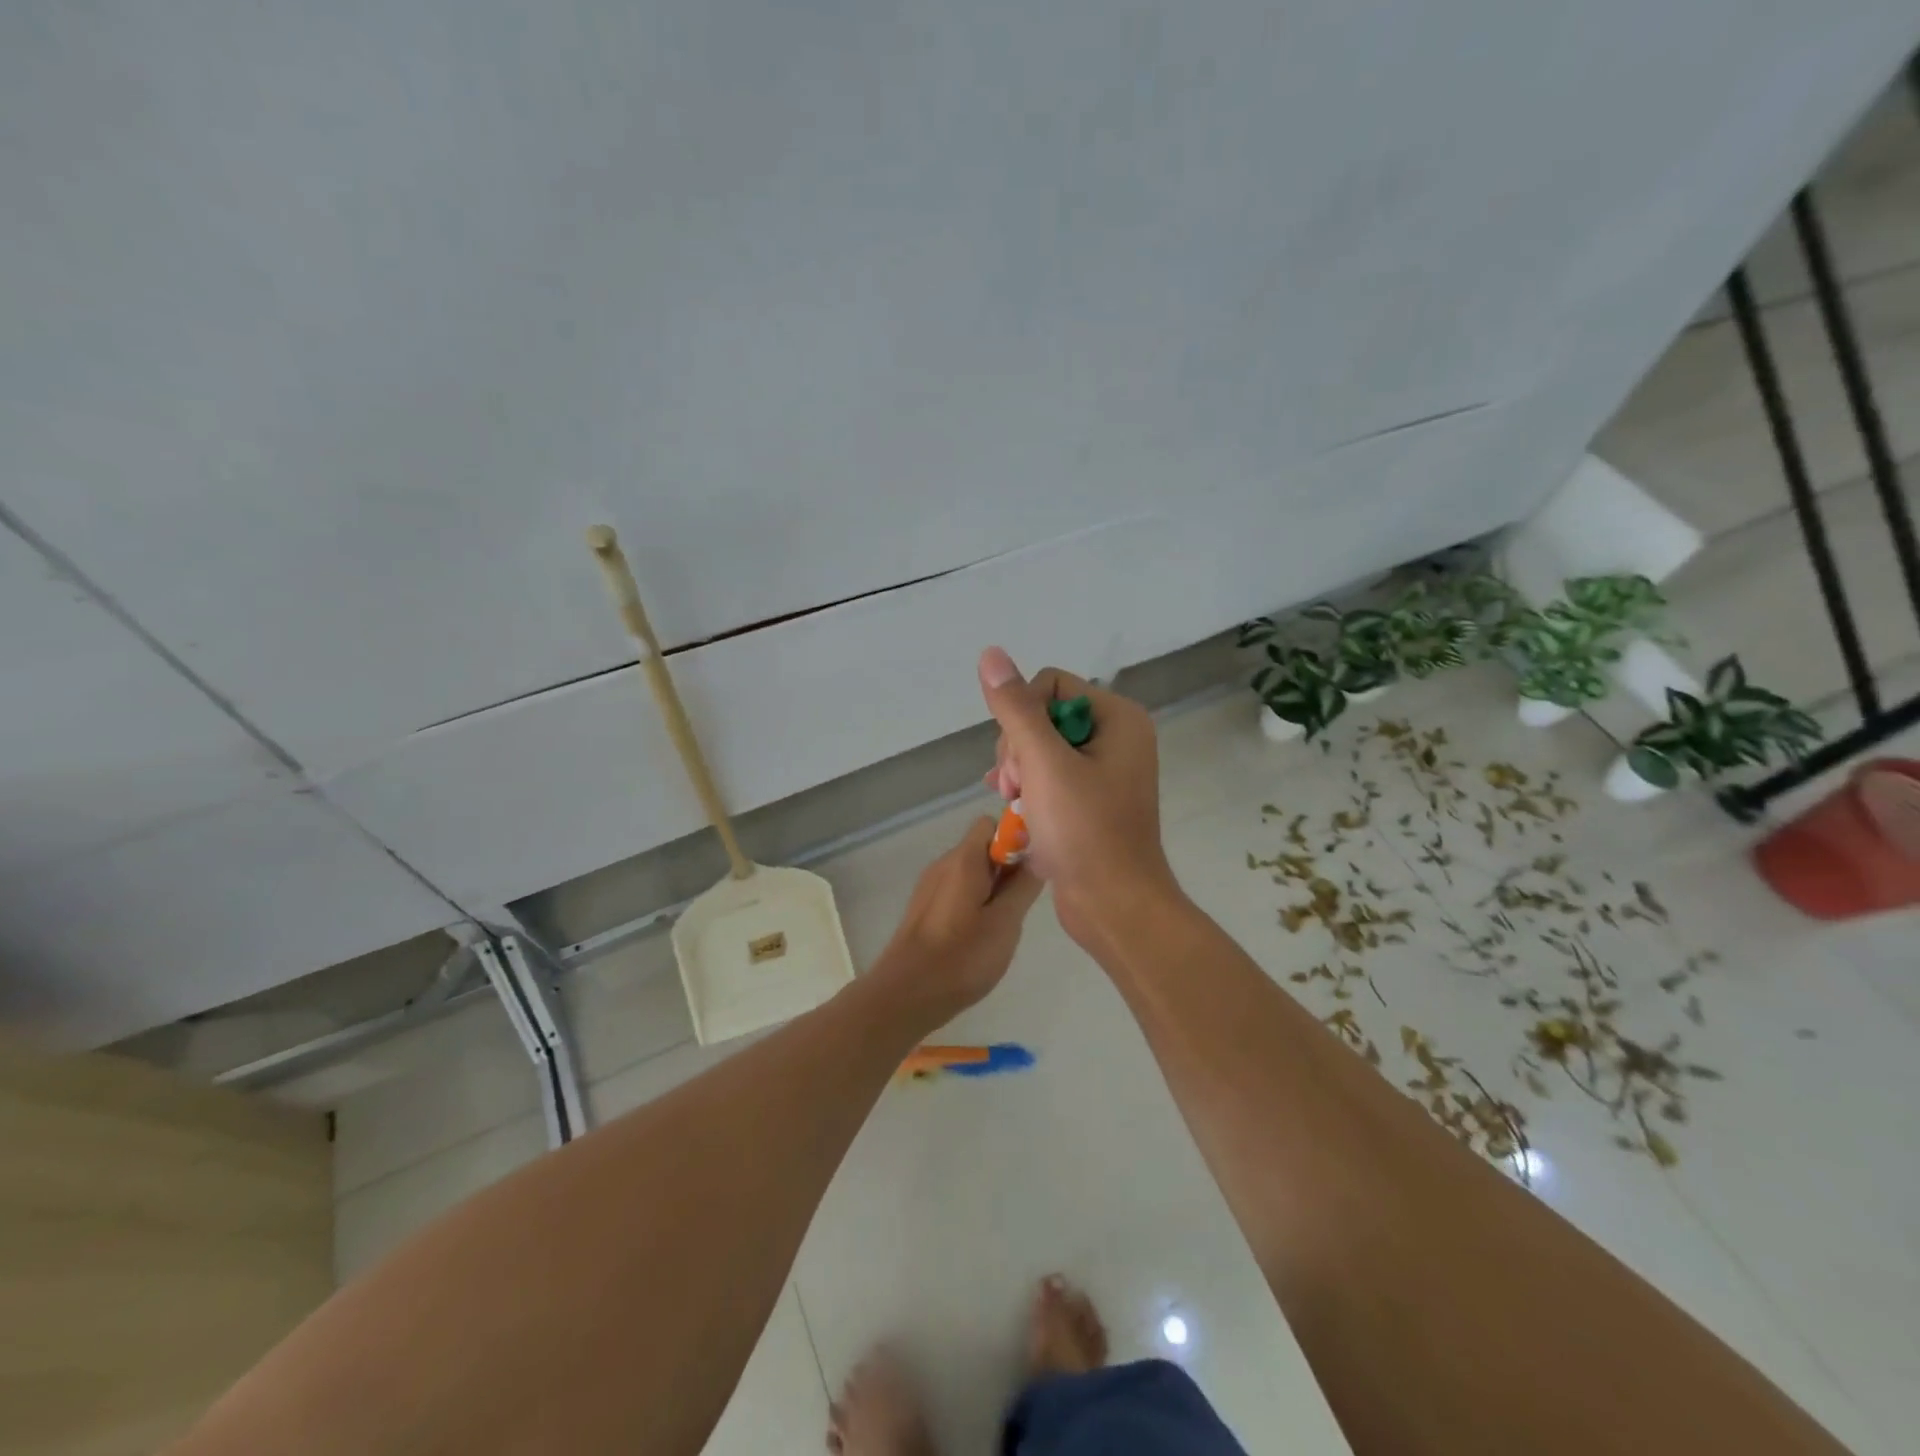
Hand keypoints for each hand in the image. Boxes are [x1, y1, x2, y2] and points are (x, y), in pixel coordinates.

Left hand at [868, 817, 1046, 1025]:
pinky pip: (956, 891)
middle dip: (1006, 869)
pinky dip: (974, 903)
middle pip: (982, 848)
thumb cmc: (961, 957)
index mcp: (963, 860)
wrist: (906, 994)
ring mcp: (929, 886)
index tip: (1031, 869)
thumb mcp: (1005, 922)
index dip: (1016, 839)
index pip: (991, 824)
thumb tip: (1038, 856)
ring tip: (1002, 925)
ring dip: (992, 889)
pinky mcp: (923, 908)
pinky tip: (980, 937)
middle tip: (1020, 904)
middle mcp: (943, 864)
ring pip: (970, 872)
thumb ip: (1023, 886)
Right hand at [977, 646, 1181, 948]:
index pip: (1049, 684)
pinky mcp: (1090, 799)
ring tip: (1016, 804)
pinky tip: (1014, 809)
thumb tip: (991, 654)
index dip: (1022, 717)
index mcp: (1117, 718)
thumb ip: (1016, 709)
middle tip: (1017, 788)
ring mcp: (1104, 770)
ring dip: (1018, 773)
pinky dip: (1028, 790)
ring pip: (1039, 748)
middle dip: (1018, 751)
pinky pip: (1048, 776)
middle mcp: (1116, 736)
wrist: (1114, 905)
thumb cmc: (1084, 831)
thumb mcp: (1044, 764)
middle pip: (1042, 716)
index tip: (1021, 762)